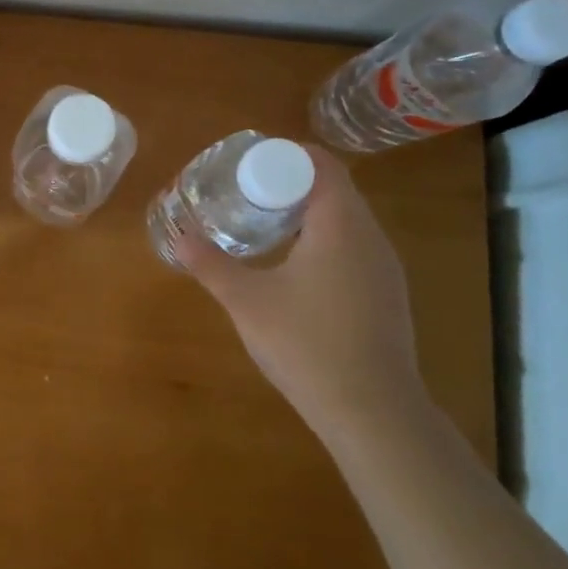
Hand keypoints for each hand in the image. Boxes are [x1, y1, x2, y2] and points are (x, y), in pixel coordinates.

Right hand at [177, 146, 427, 437]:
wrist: (373, 413)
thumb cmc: (307, 345)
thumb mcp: (247, 302)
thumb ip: (212, 264)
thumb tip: (180, 238)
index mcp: (340, 225)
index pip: (322, 165)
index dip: (287, 155)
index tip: (250, 164)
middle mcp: (371, 237)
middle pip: (335, 188)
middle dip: (291, 183)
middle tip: (247, 193)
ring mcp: (385, 267)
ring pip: (347, 219)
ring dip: (308, 213)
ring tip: (265, 225)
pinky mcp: (387, 294)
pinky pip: (355, 246)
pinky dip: (325, 240)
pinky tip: (296, 268)